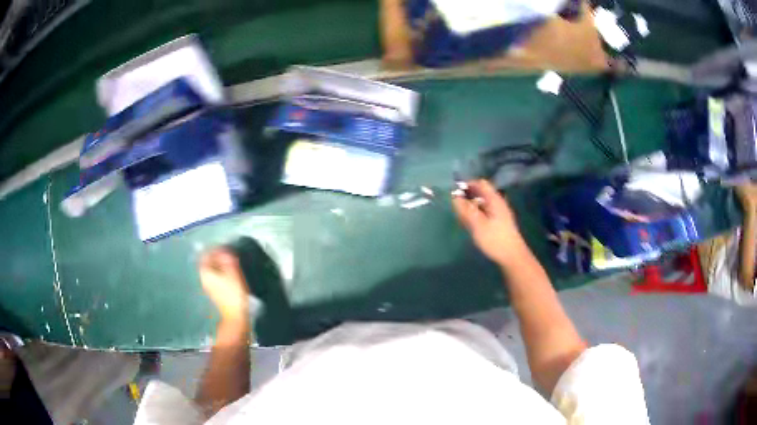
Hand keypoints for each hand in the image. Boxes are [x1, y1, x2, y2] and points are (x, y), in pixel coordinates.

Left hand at [199, 248, 250, 322]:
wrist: (235, 317)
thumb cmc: (233, 294)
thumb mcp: (233, 273)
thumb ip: (227, 260)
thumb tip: (225, 251)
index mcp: (205, 273)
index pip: (206, 255)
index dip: (214, 250)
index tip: (224, 248)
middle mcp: (204, 279)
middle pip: (207, 263)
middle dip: (217, 257)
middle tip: (228, 254)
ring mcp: (208, 288)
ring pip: (211, 271)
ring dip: (219, 266)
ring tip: (231, 263)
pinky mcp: (214, 294)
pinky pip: (215, 279)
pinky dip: (221, 274)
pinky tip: (230, 275)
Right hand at [452, 180, 530, 267]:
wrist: (512, 257)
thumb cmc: (495, 239)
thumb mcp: (477, 224)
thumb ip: (466, 210)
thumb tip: (454, 197)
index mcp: (494, 200)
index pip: (480, 183)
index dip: (467, 184)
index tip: (454, 192)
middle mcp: (498, 203)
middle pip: (481, 192)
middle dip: (467, 196)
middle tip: (455, 205)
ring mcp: (499, 212)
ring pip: (482, 203)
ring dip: (471, 206)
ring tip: (460, 215)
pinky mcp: (499, 222)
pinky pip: (485, 212)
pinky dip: (476, 213)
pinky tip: (469, 223)